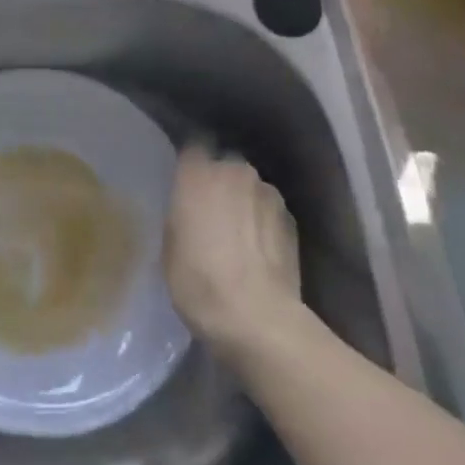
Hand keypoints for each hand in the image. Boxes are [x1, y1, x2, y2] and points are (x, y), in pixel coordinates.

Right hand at [164, 146, 302, 359]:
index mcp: (198, 174)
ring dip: (245, 201)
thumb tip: (192, 209)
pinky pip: (271, 210)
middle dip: (221, 181)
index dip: (192, 161)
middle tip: (213, 209)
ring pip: (252, 187)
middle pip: (226, 163)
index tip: (186, 178)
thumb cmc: (199, 281)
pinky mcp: (292, 219)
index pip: (194, 145)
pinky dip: (264, 222)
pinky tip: (260, 250)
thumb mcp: (171, 247)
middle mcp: (235, 171)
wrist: (257, 318)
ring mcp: (268, 194)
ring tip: (241, 234)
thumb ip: (182, 214)